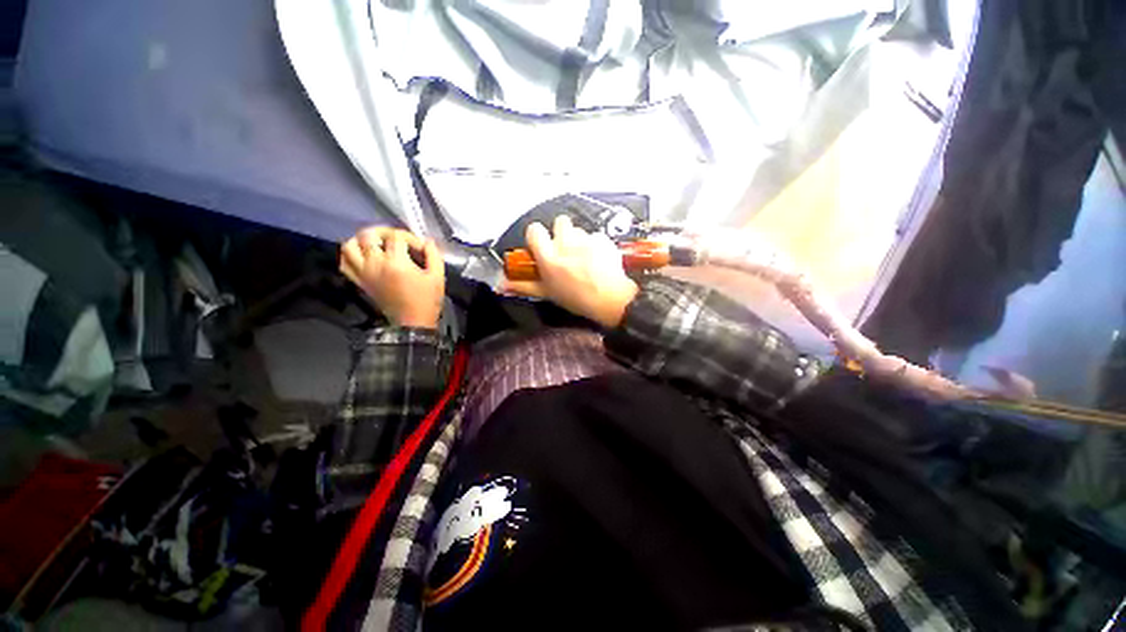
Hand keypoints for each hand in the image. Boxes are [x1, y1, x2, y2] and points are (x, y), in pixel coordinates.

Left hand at [340, 227, 444, 328]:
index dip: (410, 238)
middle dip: (384, 232)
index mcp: (396, 263)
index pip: (397, 237)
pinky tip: (363, 256)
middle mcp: (375, 264)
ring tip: (375, 243)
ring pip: (349, 246)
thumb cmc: (427, 300)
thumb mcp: (438, 277)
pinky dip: (350, 255)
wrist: (413, 323)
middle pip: (368, 235)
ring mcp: (364, 273)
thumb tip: (427, 241)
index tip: (420, 248)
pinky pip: (344, 263)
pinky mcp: (359, 281)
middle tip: (396, 239)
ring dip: (361, 240)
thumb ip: (433, 255)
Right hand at [502, 216, 638, 327]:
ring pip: (579, 230)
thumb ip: (523, 286)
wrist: (610, 301)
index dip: (538, 236)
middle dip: (562, 233)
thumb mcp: (547, 293)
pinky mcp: (603, 239)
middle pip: (559, 222)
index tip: (542, 245)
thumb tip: (500, 284)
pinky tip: (600, 260)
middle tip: (566, 251)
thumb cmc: (576, 299)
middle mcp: (565, 243)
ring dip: (579, 240)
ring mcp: (586, 240)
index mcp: (549, 257)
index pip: (535, 230)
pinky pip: (596, 236)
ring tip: (585, 258)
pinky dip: (596, 245)